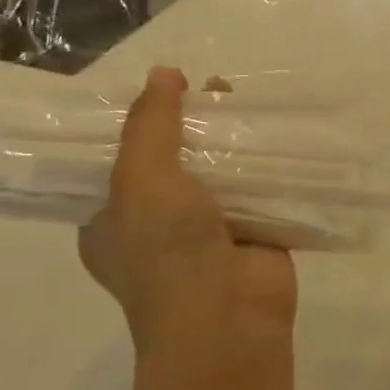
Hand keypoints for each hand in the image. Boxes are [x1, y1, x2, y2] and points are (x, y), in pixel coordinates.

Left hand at [80, 67, 297, 361]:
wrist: (227, 317)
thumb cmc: (166, 250)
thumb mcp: (140, 178)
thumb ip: (150, 123)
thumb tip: (163, 72)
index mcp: (111, 221)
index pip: (117, 160)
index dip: (137, 122)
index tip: (162, 88)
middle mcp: (155, 225)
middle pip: (173, 159)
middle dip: (192, 124)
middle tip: (211, 86)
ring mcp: (207, 230)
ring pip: (218, 171)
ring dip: (231, 139)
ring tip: (243, 95)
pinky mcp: (253, 232)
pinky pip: (259, 187)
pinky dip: (267, 161)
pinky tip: (277, 128)